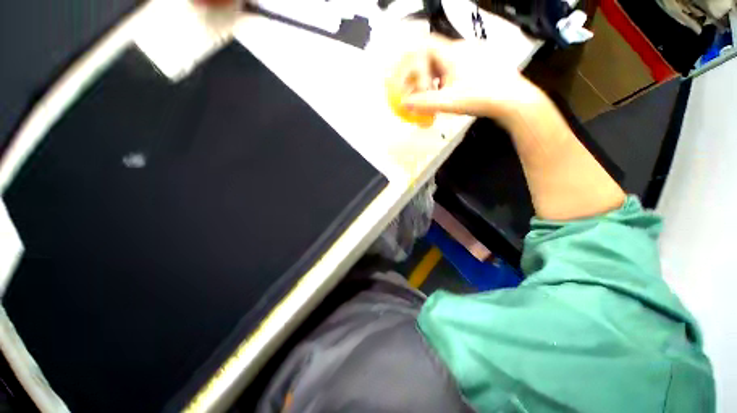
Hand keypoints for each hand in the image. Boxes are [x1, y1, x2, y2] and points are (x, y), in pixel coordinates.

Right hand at [387, 36, 543, 125]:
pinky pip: (450, 68)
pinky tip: (442, 94)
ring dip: (429, 80)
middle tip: (414, 94)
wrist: (513, 100)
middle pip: (430, 56)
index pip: (423, 47)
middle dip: (418, 76)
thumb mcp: (449, 102)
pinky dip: (440, 81)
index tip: (408, 85)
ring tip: (427, 98)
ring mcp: (469, 56)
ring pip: (440, 63)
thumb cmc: (481, 97)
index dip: (411, 65)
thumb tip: (404, 104)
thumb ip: (424, 103)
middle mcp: (460, 50)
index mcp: (452, 53)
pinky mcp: (476, 65)